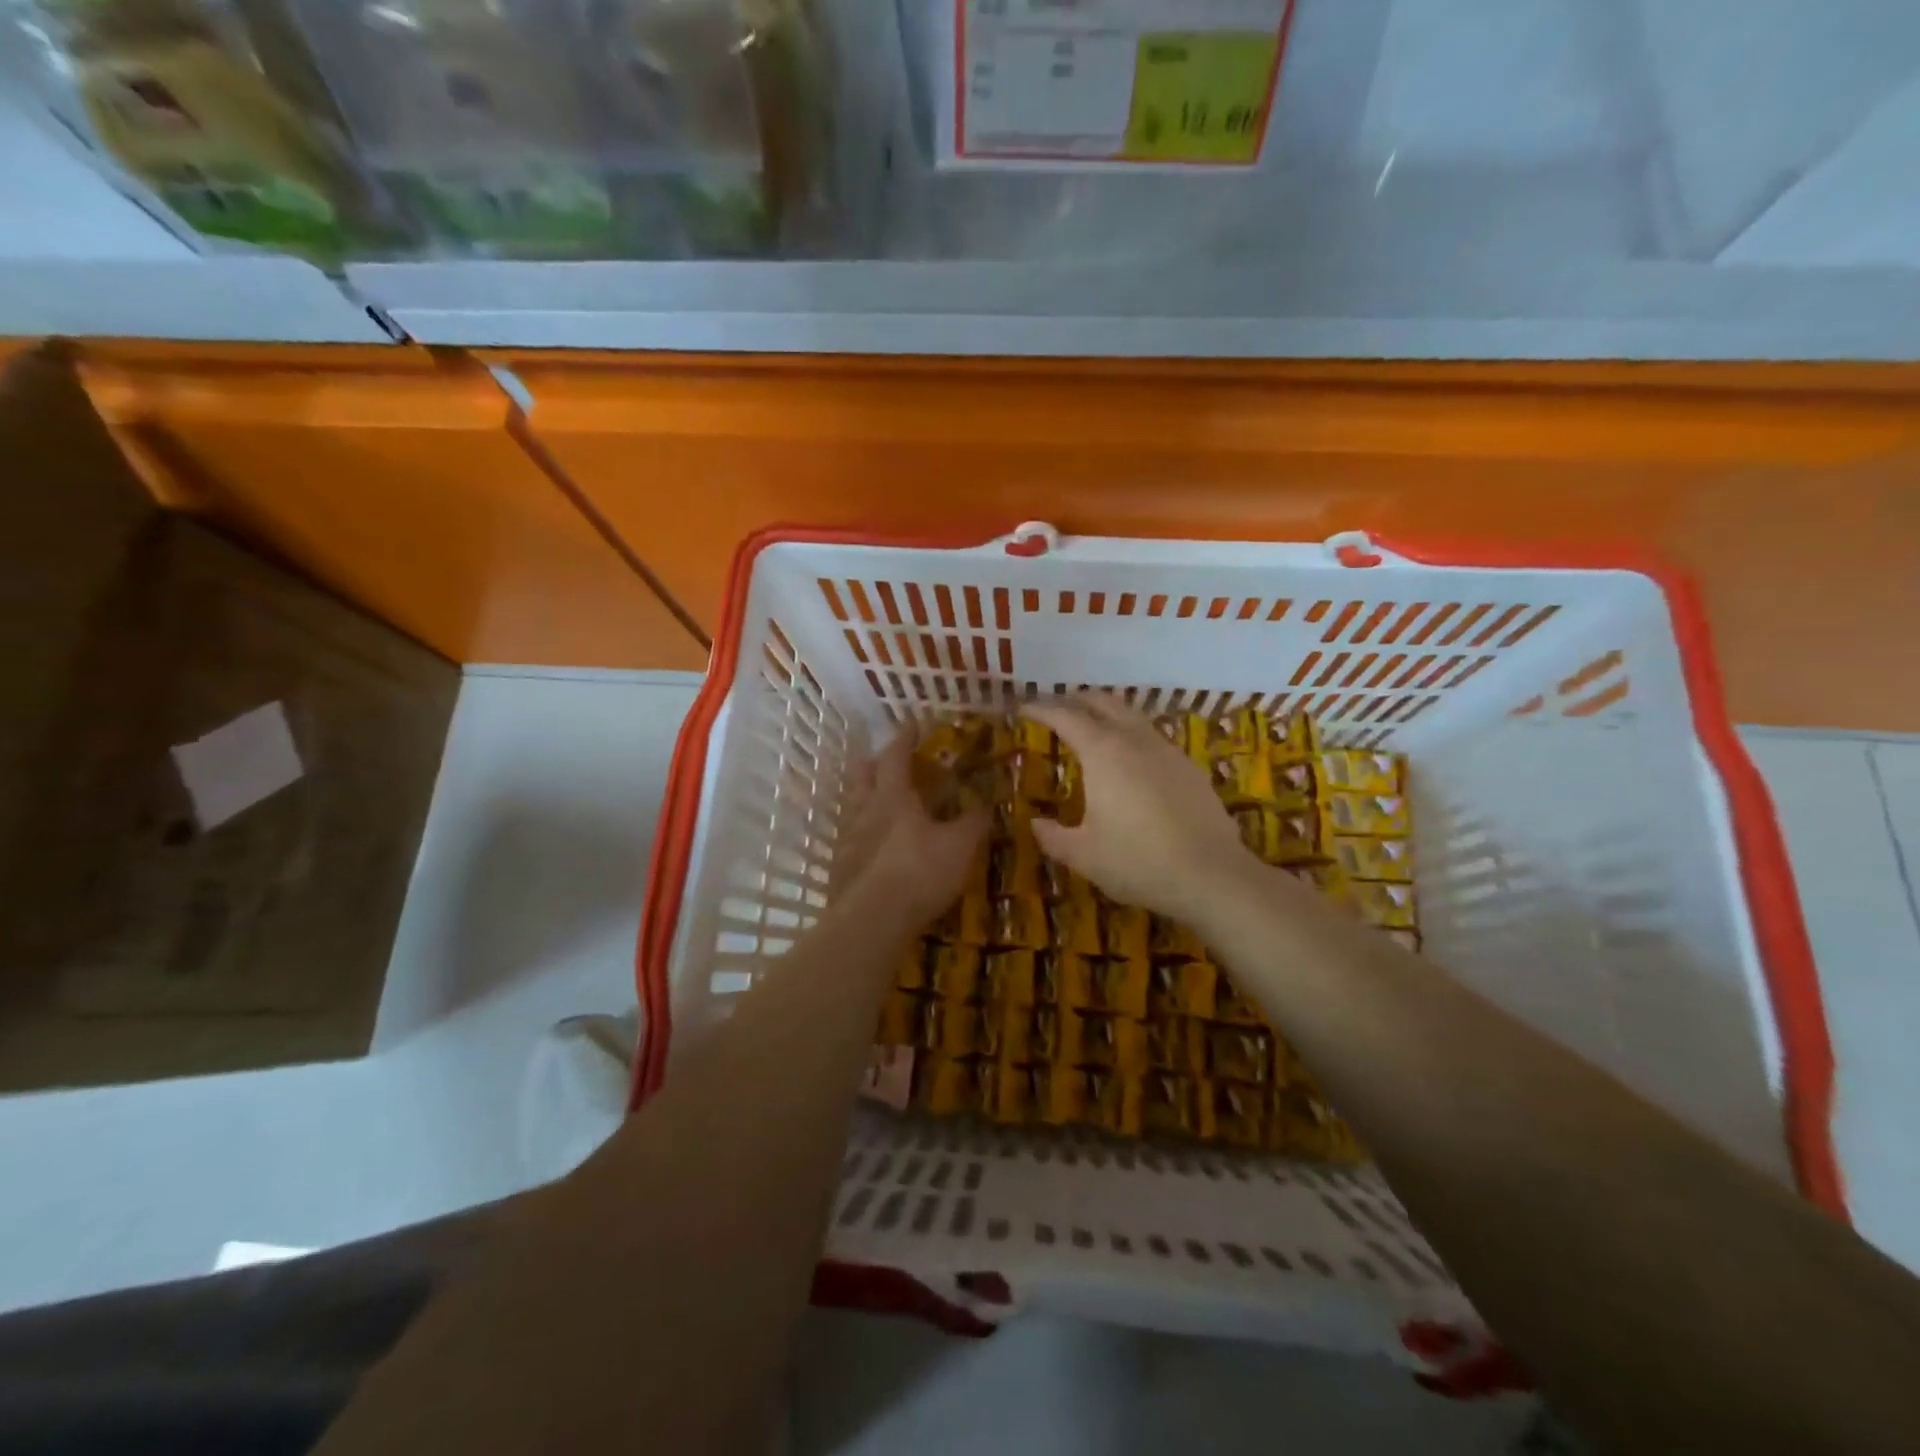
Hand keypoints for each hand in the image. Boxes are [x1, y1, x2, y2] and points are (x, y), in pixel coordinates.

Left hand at [840, 728, 987, 923]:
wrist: (873, 920)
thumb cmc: (920, 872)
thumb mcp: (960, 846)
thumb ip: (974, 822)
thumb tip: (987, 803)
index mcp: (892, 796)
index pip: (895, 755)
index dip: (905, 738)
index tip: (913, 724)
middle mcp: (864, 810)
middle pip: (862, 774)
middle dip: (875, 762)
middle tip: (890, 762)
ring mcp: (847, 839)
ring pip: (852, 805)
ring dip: (866, 797)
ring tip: (883, 804)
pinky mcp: (840, 868)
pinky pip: (850, 839)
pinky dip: (863, 834)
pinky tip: (874, 847)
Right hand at [1024, 694, 1250, 920]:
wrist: (1212, 875)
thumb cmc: (1138, 861)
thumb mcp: (1083, 855)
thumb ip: (1053, 836)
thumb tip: (1035, 824)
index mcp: (1103, 752)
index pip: (1065, 716)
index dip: (1041, 708)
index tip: (1023, 707)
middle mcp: (1135, 740)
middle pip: (1102, 702)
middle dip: (1074, 700)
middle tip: (1054, 709)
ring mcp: (1167, 750)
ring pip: (1131, 715)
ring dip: (1105, 713)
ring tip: (1090, 728)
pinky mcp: (1189, 767)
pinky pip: (1151, 736)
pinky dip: (1130, 734)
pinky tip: (1129, 759)